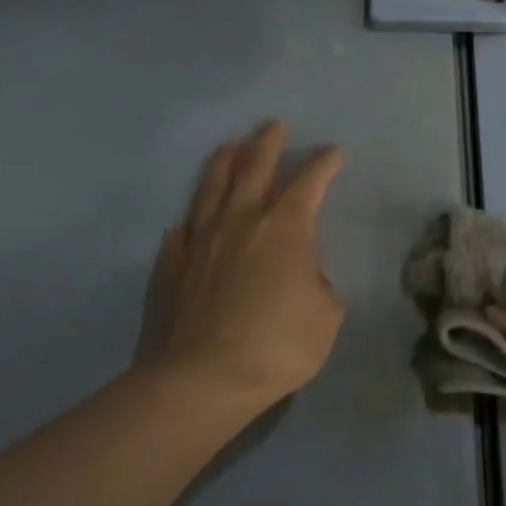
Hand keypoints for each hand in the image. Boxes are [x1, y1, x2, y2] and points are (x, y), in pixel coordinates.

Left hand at [143, 122, 344, 416]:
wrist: (203, 379)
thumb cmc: (278, 345)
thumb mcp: (326, 316)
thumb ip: (319, 285)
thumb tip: (302, 276)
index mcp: (285, 227)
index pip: (308, 181)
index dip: (323, 163)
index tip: (333, 152)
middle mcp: (241, 220)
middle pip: (254, 167)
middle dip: (267, 143)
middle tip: (274, 126)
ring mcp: (201, 239)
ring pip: (212, 187)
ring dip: (224, 162)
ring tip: (230, 145)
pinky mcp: (171, 265)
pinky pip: (182, 231)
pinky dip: (191, 219)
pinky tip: (189, 220)